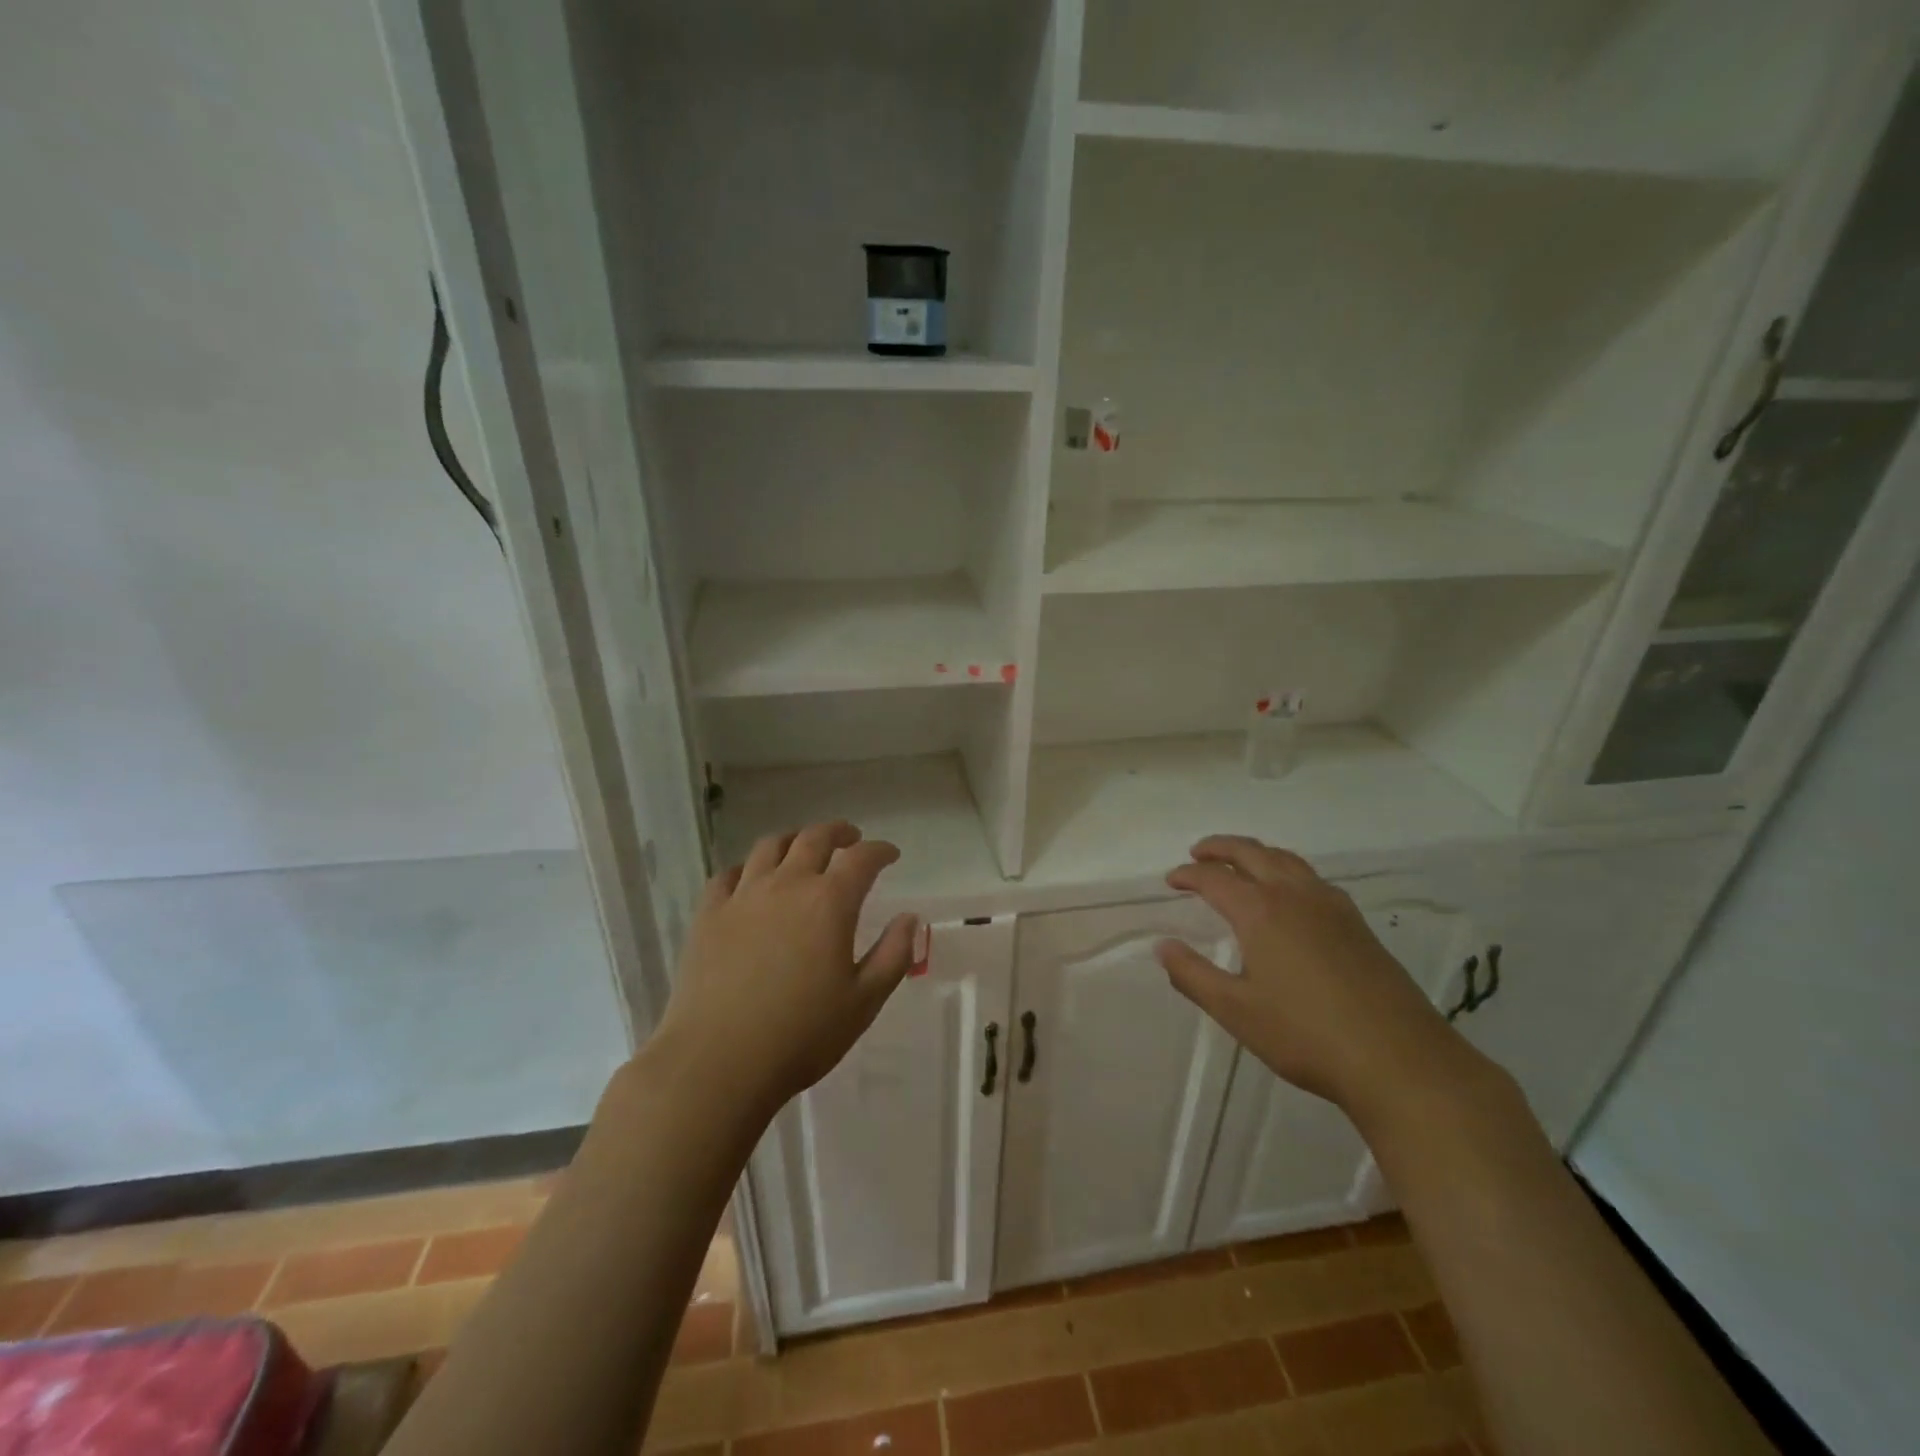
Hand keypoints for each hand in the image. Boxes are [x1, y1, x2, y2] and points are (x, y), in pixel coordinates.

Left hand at [652, 821, 916, 1120]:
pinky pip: (728, 874)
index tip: (890, 854)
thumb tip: (910, 918)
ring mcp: (743, 896)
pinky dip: (748, 868)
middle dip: (838, 833)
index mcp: (829, 902)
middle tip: (851, 839)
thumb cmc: (800, 1036)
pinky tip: (751, 880)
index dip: (880, 850)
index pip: (861, 858)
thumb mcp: (864, 1002)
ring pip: (770, 847)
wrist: (717, 1062)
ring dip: (794, 840)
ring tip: (802, 849)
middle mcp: (787, 885)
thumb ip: (893, 955)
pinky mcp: (708, 915)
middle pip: (814, 838)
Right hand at [1155, 835, 1466, 1117]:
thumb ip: (1193, 976)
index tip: (1171, 880)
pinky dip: (1287, 870)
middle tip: (1198, 853)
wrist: (1400, 1060)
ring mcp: (1332, 906)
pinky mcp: (1357, 924)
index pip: (1214, 878)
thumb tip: (1163, 947)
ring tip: (1239, 864)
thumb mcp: (1236, 1011)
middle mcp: (1295, 895)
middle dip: (1220, 848)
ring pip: (1287, 860)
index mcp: (1261, 911)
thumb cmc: (1306, 1036)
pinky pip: (1312, 878)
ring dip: (1256, 853)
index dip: (1188, 875)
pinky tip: (1289, 895)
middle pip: (1252, 853)